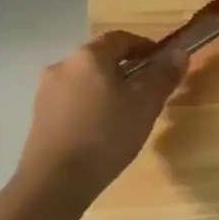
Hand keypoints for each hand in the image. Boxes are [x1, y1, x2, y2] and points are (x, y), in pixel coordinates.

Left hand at [18, 32, 186, 194]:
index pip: (120, 38)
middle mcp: (63, 66)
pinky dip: (89, 107)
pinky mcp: (39, 117)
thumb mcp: (145, 104)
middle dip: (124, 70)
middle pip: (99, 59)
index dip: (143, 46)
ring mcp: (46, 92)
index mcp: (88, 56)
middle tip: (146, 91)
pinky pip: (71, 102)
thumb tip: (179, 52)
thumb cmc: (106, 135)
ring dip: (105, 89)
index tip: (161, 62)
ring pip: (84, 81)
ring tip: (124, 114)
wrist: (55, 181)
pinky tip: (100, 131)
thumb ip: (163, 76)